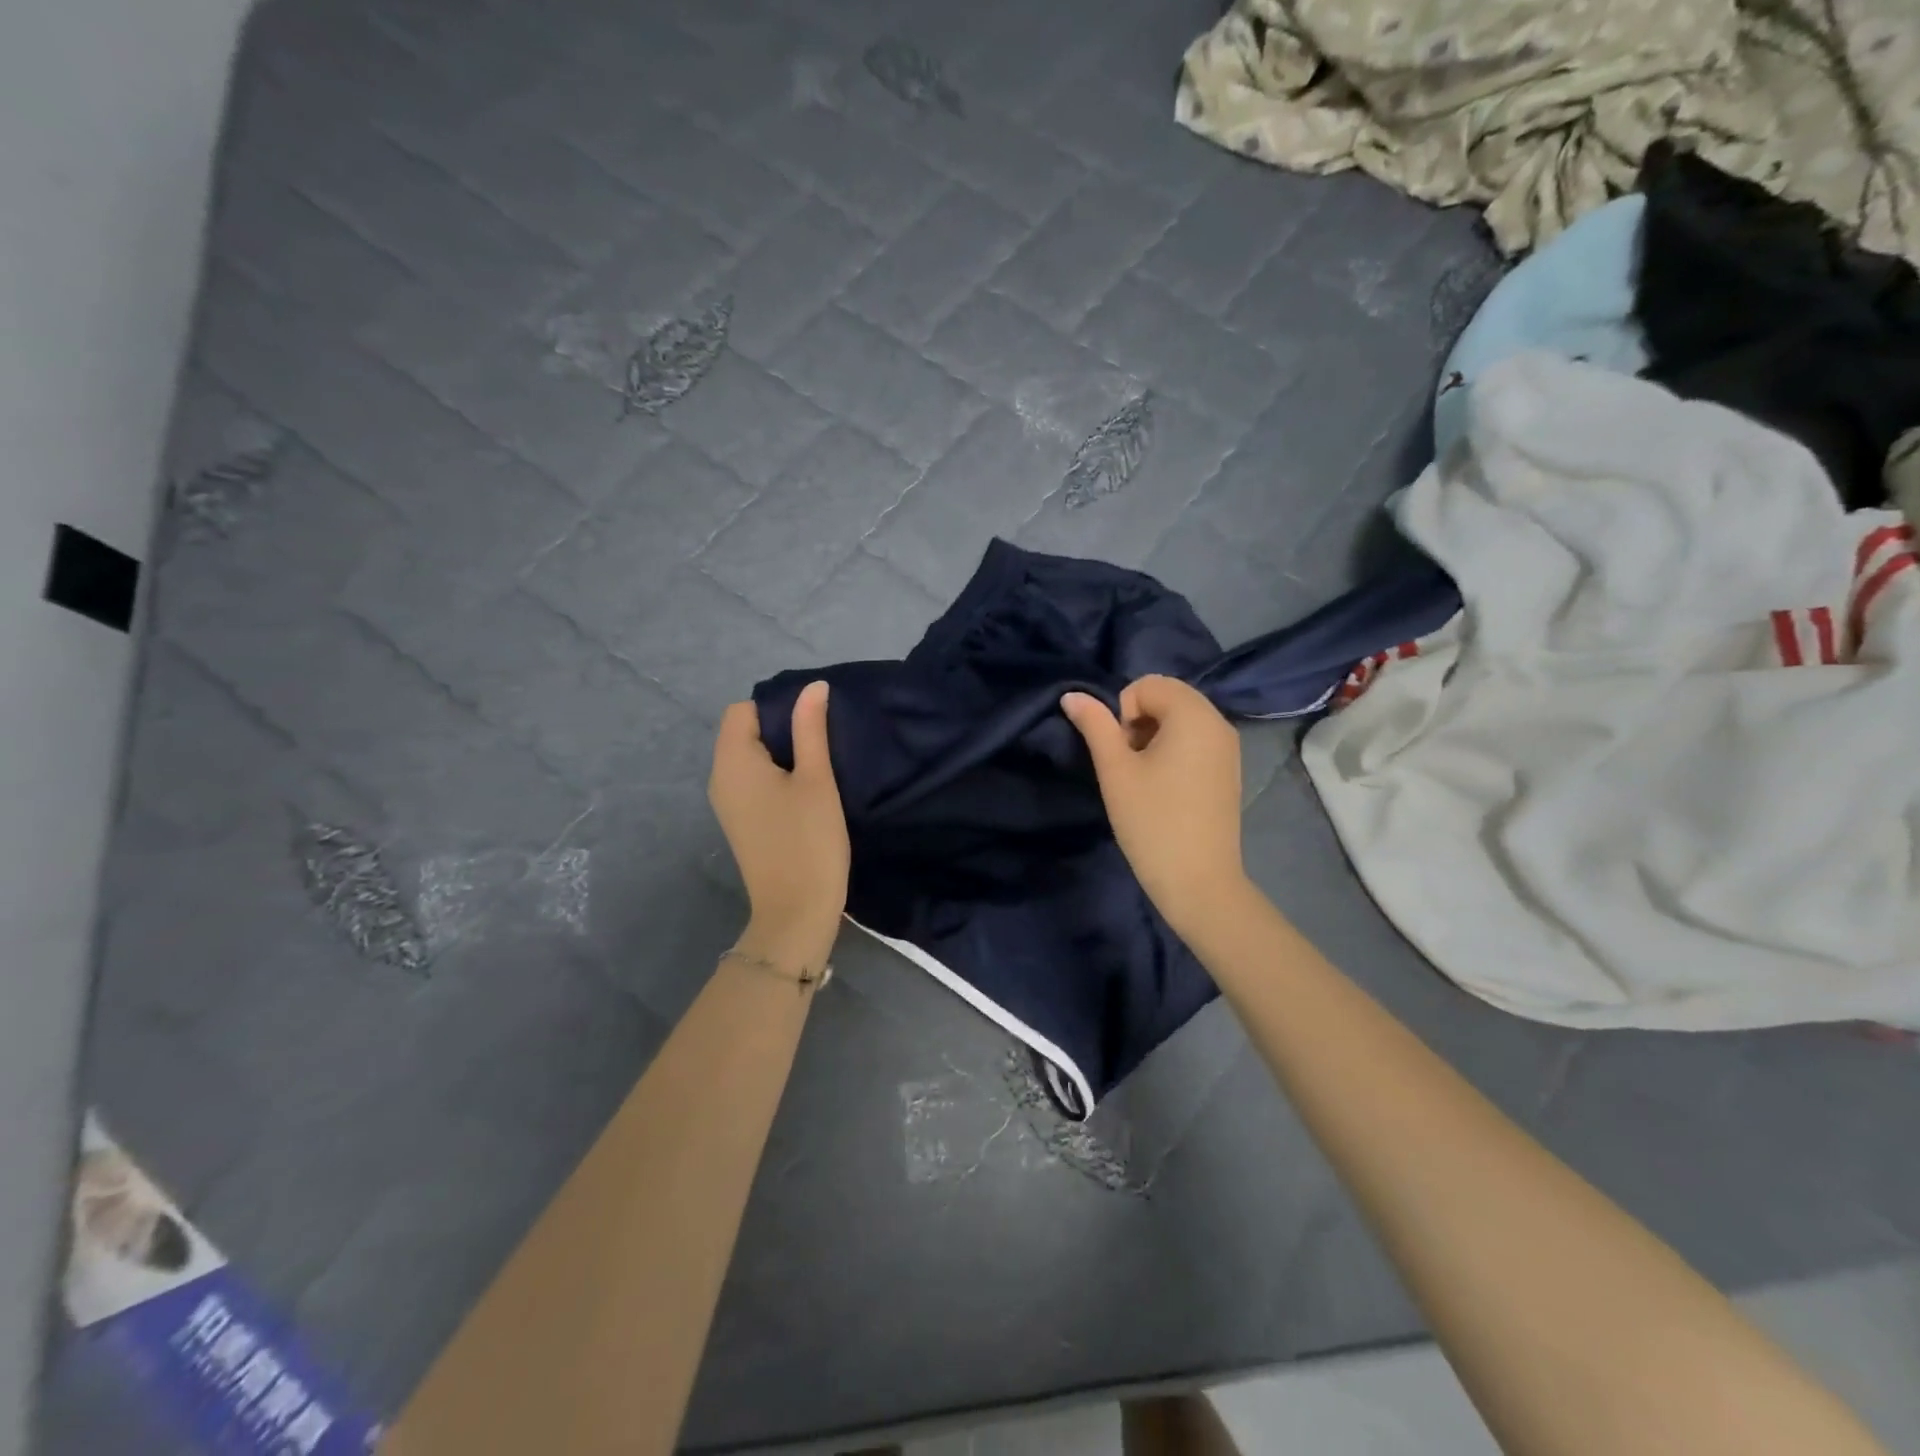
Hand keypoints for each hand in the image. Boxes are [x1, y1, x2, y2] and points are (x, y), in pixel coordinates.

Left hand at [709, 681, 849, 971]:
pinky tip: (805, 789)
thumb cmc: (808, 841)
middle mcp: (720, 778)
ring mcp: (727, 803)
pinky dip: (774, 775)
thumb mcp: (816, 779)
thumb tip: (813, 687)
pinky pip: (751, 781)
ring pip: (749, 757)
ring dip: (780, 753)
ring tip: (818, 763)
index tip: (813, 721)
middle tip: (822, 740)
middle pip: (742, 732)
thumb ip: (811, 729)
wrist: (795, 912)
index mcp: (732, 761)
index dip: (777, 706)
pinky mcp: (740, 821)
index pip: (742, 710)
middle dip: (780, 728)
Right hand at [1061, 675, 1248, 936]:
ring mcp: (1229, 747)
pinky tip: (1164, 788)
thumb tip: (1072, 695)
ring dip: (1154, 735)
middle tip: (1127, 763)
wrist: (1198, 882)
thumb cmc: (1152, 821)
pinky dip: (1174, 749)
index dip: (1121, 712)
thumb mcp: (1115, 770)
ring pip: (1181, 718)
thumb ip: (1094, 725)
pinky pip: (1196, 739)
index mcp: (1194, 715)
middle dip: (1138, 720)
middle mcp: (1218, 722)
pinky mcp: (1229, 770)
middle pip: (1168, 696)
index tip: (1119, 752)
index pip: (1146, 685)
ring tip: (1143, 777)